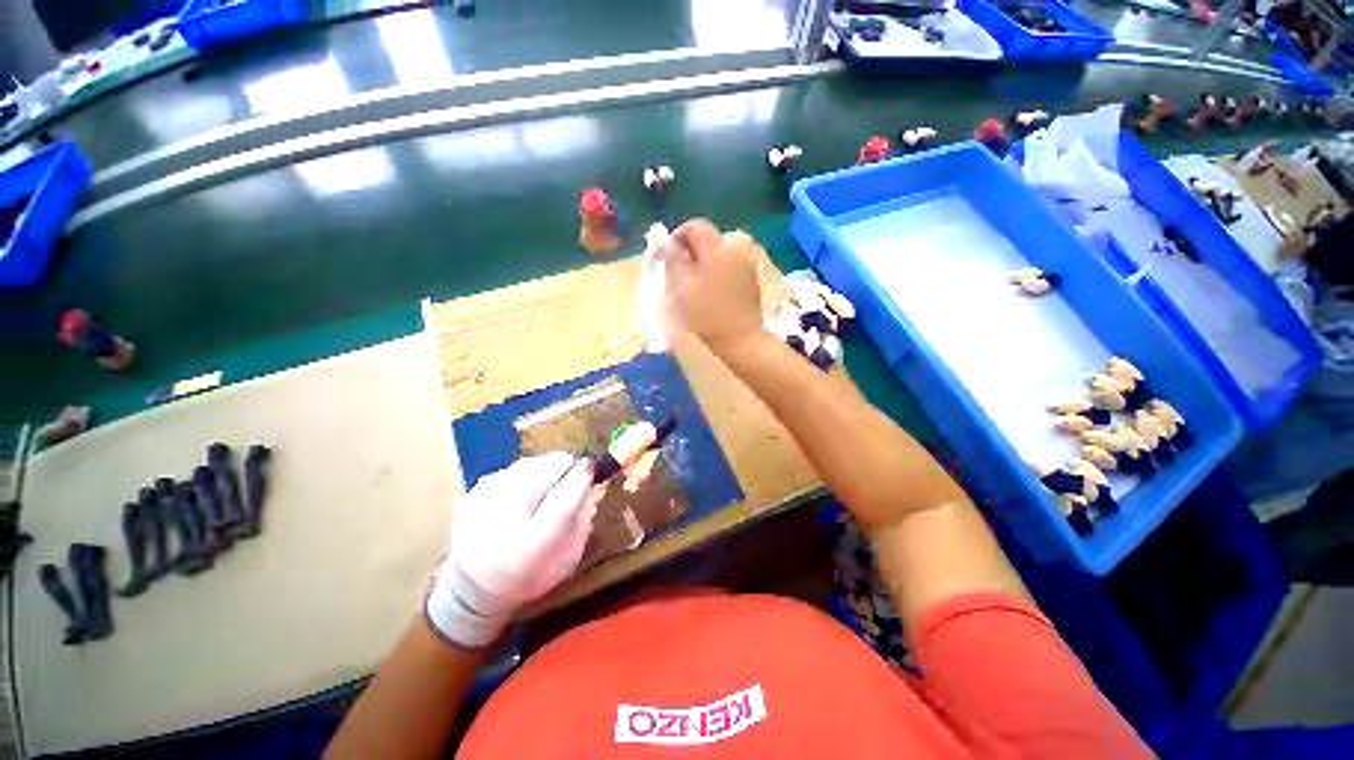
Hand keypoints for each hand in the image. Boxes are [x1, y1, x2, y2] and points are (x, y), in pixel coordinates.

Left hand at [426, 453, 596, 647]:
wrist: (474, 585)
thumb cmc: (531, 574)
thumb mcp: (567, 557)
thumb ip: (583, 520)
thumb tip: (594, 486)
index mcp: (534, 543)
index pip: (564, 499)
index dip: (581, 478)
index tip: (592, 467)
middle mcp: (507, 518)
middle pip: (545, 472)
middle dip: (566, 464)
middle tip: (575, 469)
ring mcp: (487, 501)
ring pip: (530, 464)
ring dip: (548, 466)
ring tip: (553, 479)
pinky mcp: (476, 490)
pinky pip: (514, 468)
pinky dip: (529, 471)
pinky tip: (530, 486)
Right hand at [664, 219, 764, 356]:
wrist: (740, 339)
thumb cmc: (706, 313)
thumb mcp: (680, 286)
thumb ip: (672, 259)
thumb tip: (667, 243)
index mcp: (718, 247)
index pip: (694, 226)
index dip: (677, 238)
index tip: (667, 258)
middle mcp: (736, 249)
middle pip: (707, 240)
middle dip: (691, 253)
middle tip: (679, 275)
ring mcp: (747, 264)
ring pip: (718, 255)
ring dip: (704, 264)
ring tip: (694, 286)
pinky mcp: (752, 280)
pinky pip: (729, 267)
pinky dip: (717, 274)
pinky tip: (712, 293)